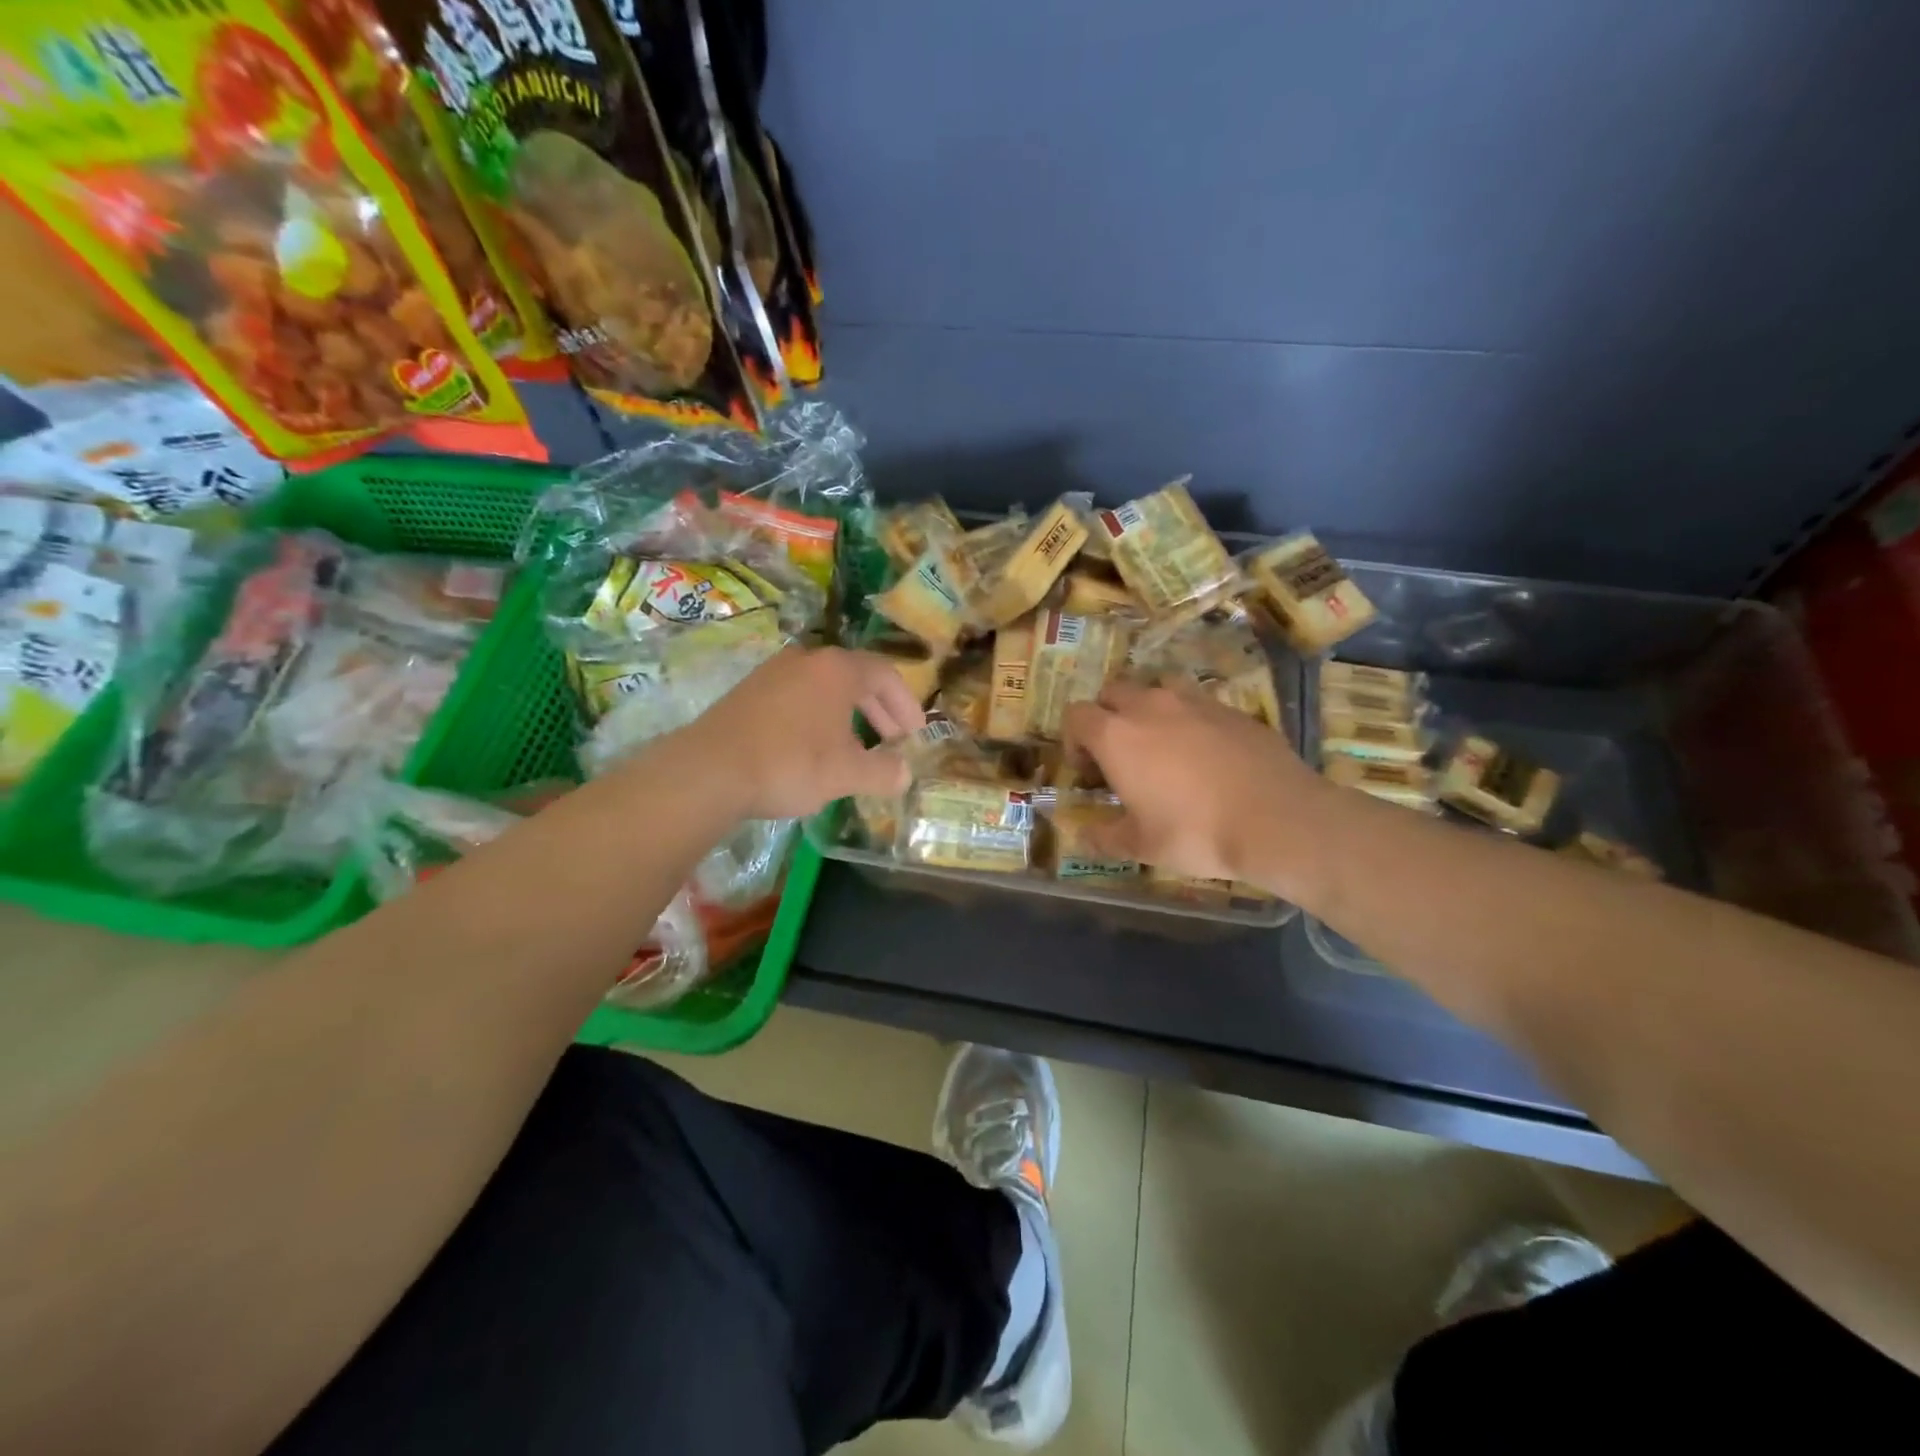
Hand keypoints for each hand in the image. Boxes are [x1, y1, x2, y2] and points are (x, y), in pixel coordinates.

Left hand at [696, 646, 926, 818]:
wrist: (708, 770)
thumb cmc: (790, 763)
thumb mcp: (846, 774)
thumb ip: (882, 772)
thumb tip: (903, 775)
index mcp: (837, 670)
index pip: (885, 675)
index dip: (906, 704)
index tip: (915, 732)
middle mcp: (806, 659)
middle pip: (855, 677)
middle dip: (879, 710)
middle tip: (893, 739)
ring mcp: (772, 673)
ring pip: (823, 688)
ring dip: (848, 714)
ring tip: (856, 746)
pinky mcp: (747, 692)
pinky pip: (797, 697)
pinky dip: (817, 717)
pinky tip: (813, 747)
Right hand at [1062, 679, 1325, 887]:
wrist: (1278, 818)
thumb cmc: (1195, 832)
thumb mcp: (1141, 846)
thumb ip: (1104, 836)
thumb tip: (1083, 835)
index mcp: (1116, 735)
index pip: (1076, 715)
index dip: (1074, 740)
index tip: (1089, 770)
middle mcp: (1150, 706)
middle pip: (1113, 692)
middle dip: (1107, 717)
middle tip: (1120, 756)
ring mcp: (1194, 702)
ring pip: (1157, 689)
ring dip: (1148, 710)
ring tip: (1162, 746)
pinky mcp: (1231, 708)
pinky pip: (1197, 704)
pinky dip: (1189, 721)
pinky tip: (1206, 756)